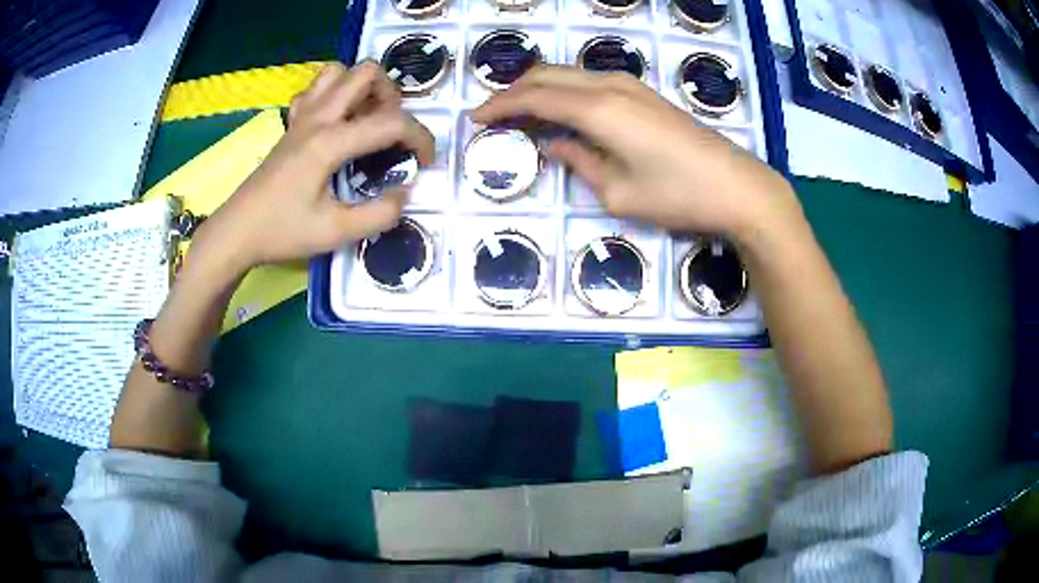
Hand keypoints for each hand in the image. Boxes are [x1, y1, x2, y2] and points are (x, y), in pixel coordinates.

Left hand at [192, 61, 435, 272]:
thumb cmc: (282, 232)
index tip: (427, 162)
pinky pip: (314, 90)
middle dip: (391, 94)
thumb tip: (405, 193)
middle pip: (365, 72)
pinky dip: (332, 94)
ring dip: (361, 87)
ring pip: (337, 72)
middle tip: (392, 129)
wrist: (236, 232)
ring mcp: (301, 117)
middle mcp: (317, 118)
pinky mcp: (290, 125)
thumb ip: (379, 214)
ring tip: (366, 118)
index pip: (391, 122)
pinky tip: (335, 120)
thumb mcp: (335, 233)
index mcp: (330, 141)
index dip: (420, 138)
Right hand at [473, 67, 796, 240]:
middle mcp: (610, 86)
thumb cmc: (678, 196)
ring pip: (570, 74)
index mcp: (597, 109)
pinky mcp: (645, 94)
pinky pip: (591, 82)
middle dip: (514, 91)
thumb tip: (553, 145)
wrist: (738, 187)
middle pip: (548, 75)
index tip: (475, 119)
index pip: (534, 98)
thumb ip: (579, 162)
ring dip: (540, 88)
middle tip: (492, 114)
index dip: (500, 106)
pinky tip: (562, 111)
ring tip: (520, 113)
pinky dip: (566, 91)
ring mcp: (631, 85)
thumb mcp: (618, 192)